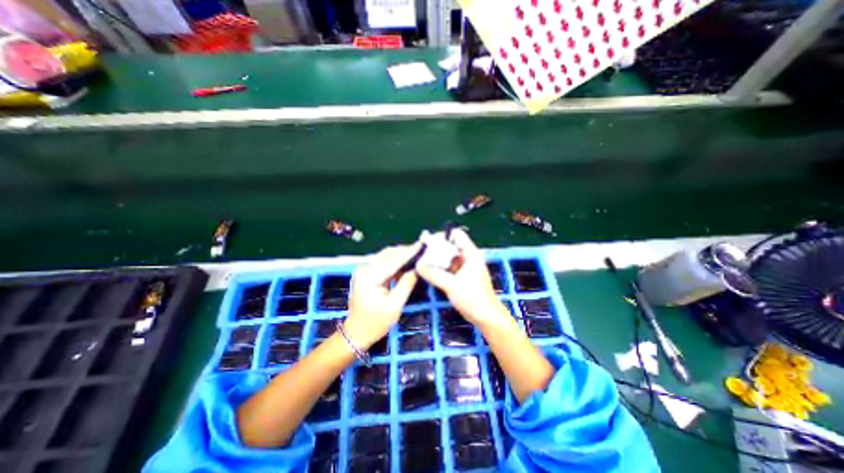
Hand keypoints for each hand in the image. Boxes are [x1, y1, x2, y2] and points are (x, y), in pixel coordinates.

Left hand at [342, 246, 421, 348]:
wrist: (357, 333)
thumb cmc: (375, 322)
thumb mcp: (395, 305)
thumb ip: (407, 284)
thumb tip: (417, 269)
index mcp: (369, 276)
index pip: (393, 260)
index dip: (409, 252)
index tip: (421, 244)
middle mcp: (365, 268)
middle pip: (388, 254)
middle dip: (405, 251)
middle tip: (422, 249)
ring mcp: (365, 270)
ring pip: (387, 257)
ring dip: (401, 255)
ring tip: (417, 254)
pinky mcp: (368, 274)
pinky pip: (385, 264)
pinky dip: (396, 263)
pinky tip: (408, 263)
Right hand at [415, 229, 507, 328]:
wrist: (486, 316)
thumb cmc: (473, 298)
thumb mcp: (451, 285)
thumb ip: (434, 274)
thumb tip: (417, 265)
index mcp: (470, 253)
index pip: (456, 235)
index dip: (442, 236)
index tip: (428, 243)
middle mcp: (467, 257)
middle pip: (449, 246)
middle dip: (435, 249)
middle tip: (421, 255)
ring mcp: (464, 267)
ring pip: (447, 257)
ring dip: (436, 260)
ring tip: (422, 263)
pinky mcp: (460, 277)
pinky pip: (447, 268)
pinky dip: (438, 268)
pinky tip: (428, 272)